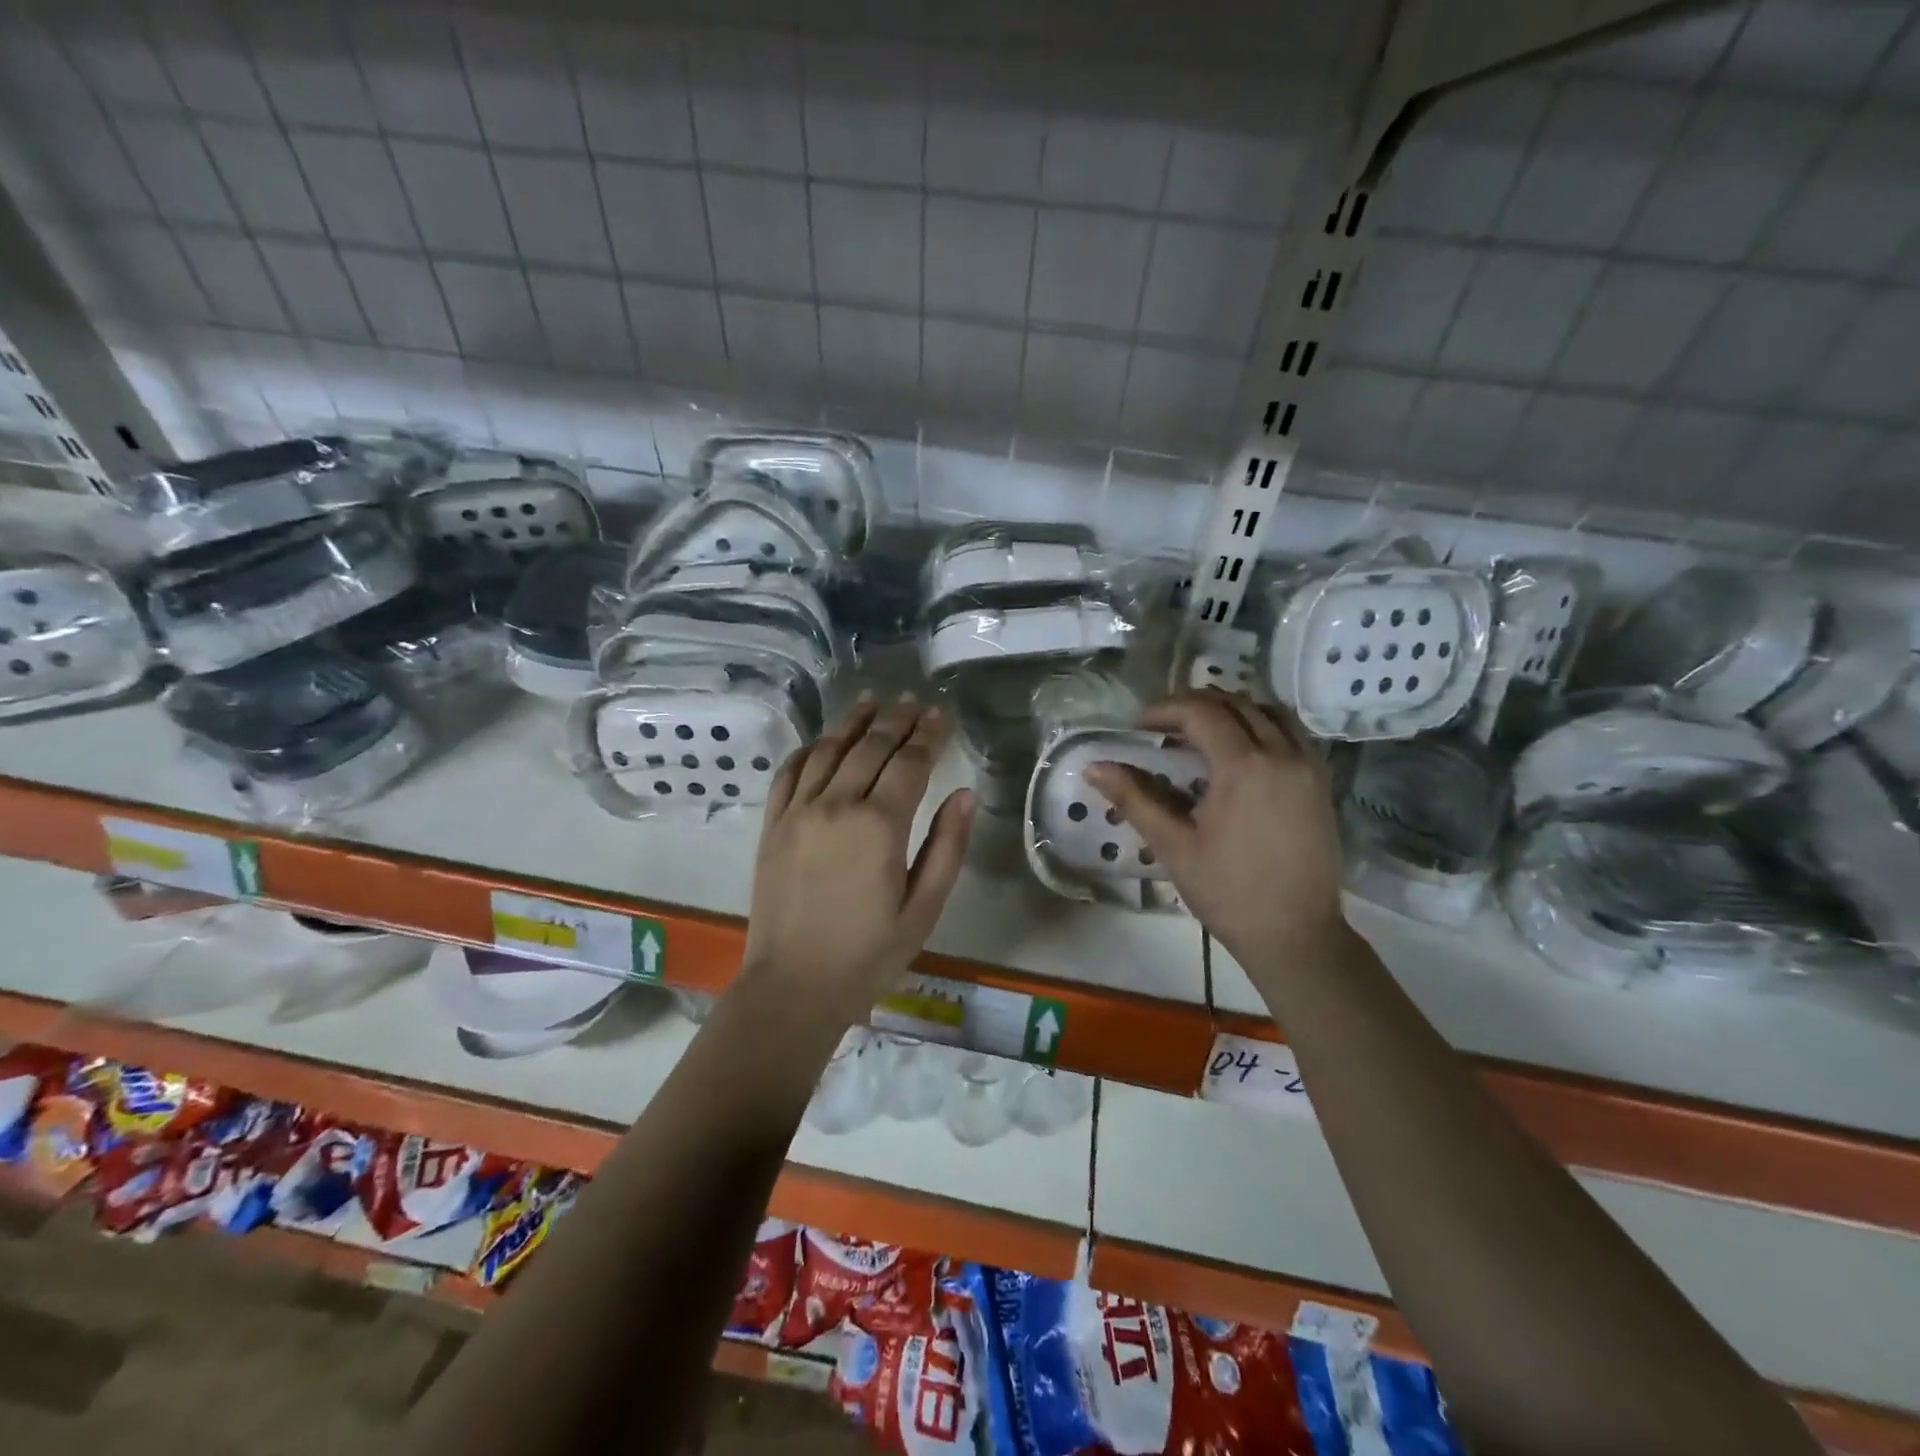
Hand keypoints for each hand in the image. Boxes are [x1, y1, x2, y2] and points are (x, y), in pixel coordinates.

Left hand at [743, 695, 974, 1020]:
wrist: (793, 987)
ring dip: (853, 722)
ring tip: (872, 701)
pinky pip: (790, 772)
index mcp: (879, 826)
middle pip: (871, 747)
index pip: (909, 763)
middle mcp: (836, 806)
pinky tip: (823, 740)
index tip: (940, 713)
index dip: (928, 735)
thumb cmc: (868, 954)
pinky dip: (809, 749)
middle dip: (896, 721)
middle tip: (913, 701)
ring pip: (829, 750)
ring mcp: (797, 812)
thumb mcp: (924, 909)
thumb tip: (965, 794)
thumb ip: (947, 847)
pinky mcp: (772, 825)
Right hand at [1085, 691, 1348, 968]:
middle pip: (1235, 703)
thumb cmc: (1228, 892)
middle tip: (1164, 730)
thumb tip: (1093, 767)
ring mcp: (1308, 765)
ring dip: (1231, 711)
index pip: (1201, 713)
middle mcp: (1282, 753)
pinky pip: (1291, 732)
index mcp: (1244, 766)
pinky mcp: (1321, 781)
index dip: (1165, 711)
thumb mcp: (1173, 846)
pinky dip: (1261, 726)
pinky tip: (1239, 753)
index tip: (1139, 728)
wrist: (1296, 934)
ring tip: (1201, 735)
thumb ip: (1134, 799)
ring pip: (1268, 711)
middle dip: (1194, 706)